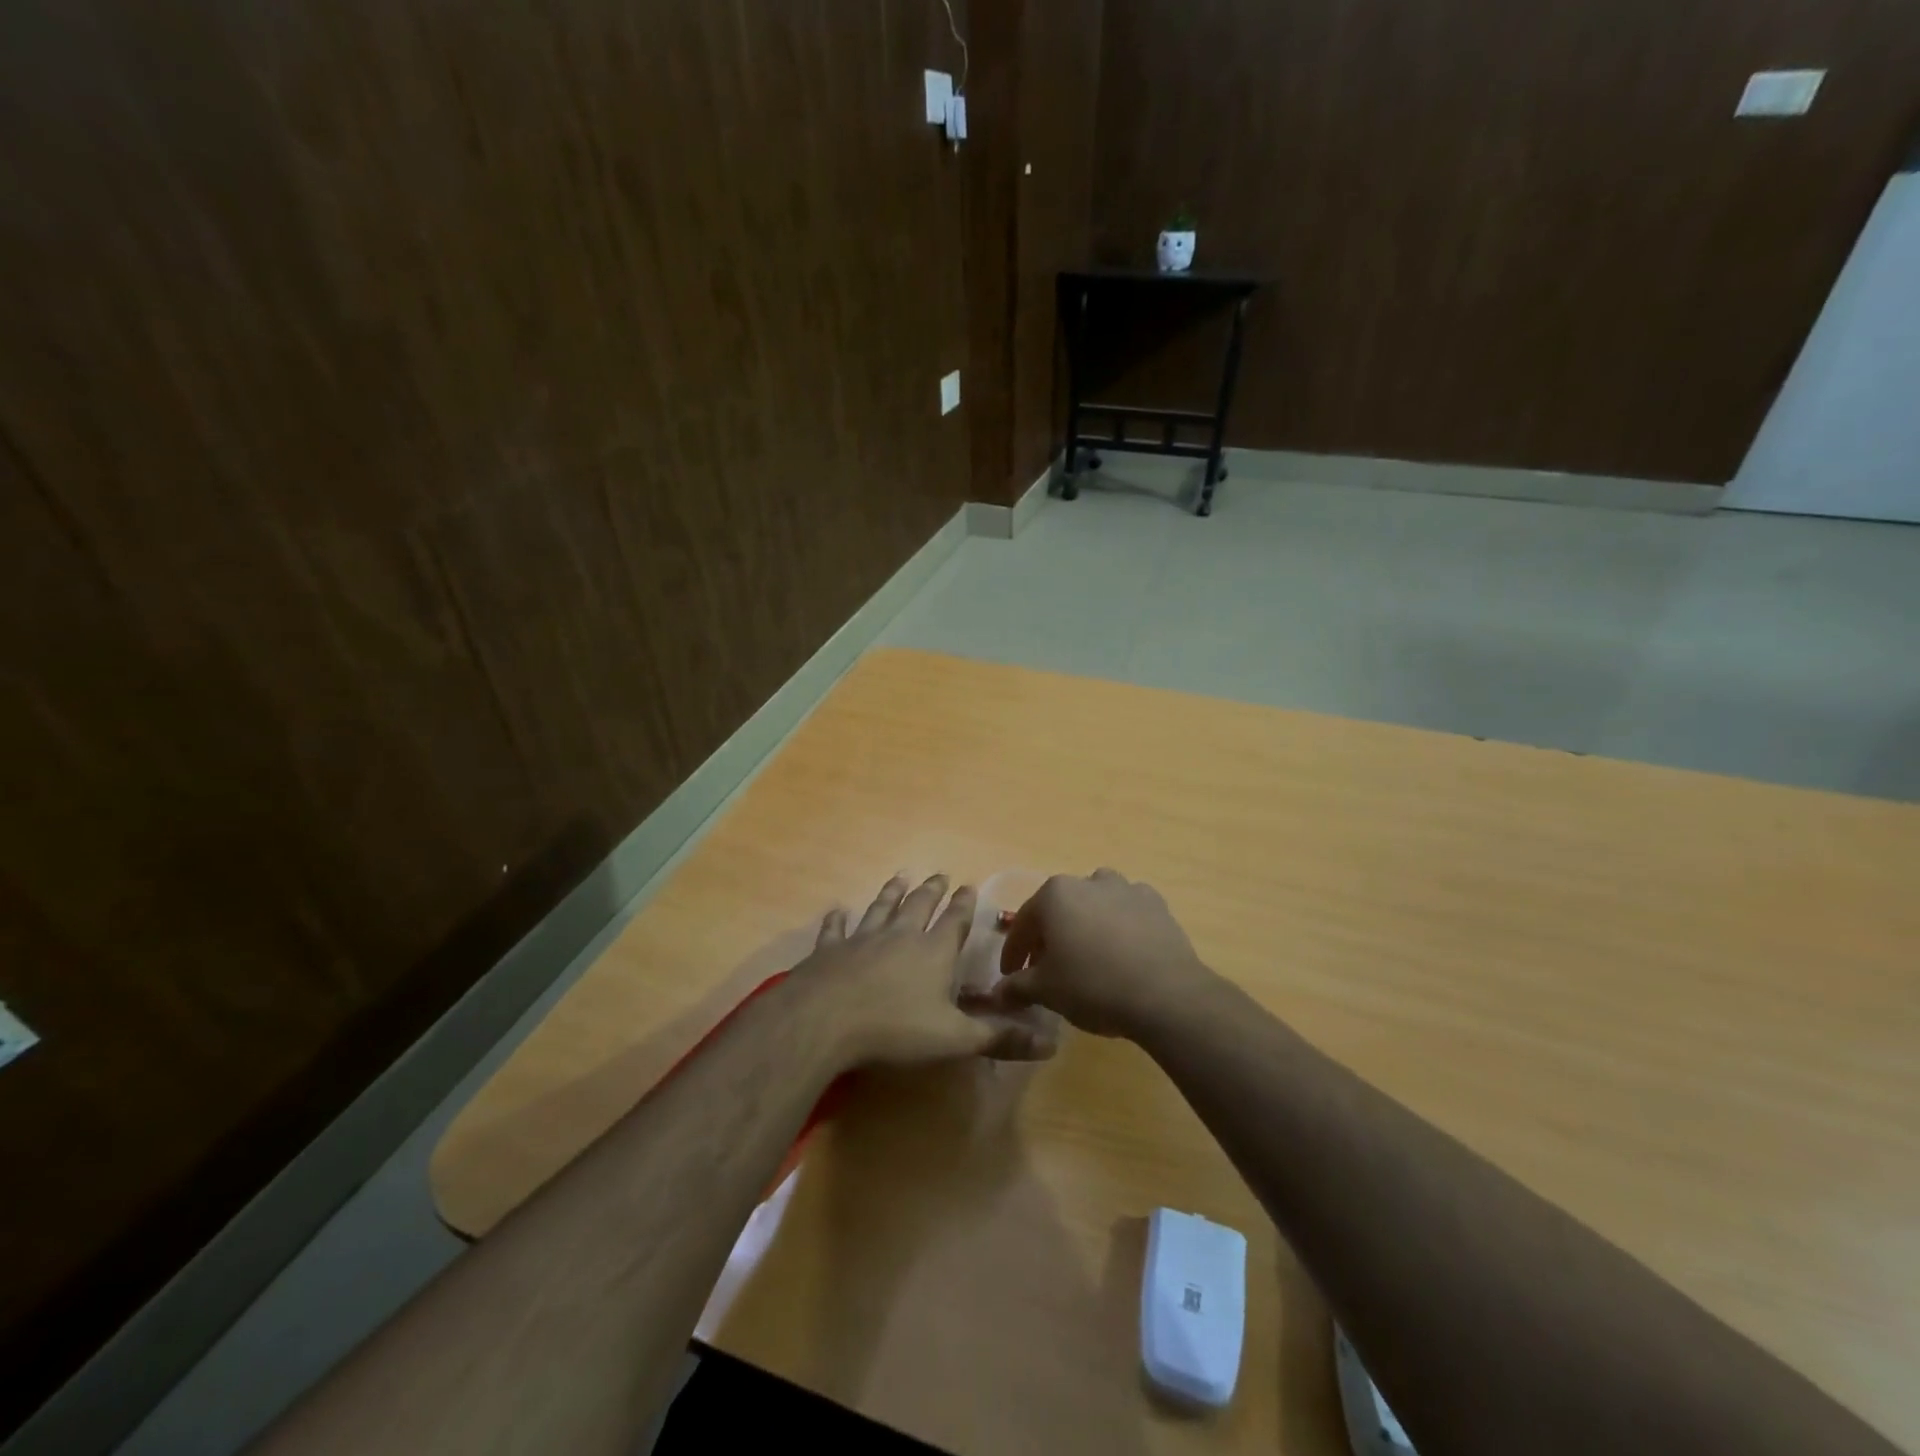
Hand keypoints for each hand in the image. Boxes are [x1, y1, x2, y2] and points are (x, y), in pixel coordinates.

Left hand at [793, 873, 1048, 1067]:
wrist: (825, 1021)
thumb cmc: (895, 1029)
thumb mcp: (955, 1039)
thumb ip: (999, 1037)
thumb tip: (1051, 1042)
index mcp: (933, 952)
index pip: (954, 921)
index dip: (963, 904)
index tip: (969, 885)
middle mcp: (900, 936)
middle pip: (919, 906)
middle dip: (931, 890)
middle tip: (939, 875)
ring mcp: (862, 939)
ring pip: (881, 908)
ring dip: (891, 892)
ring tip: (900, 876)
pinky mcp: (830, 951)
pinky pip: (835, 930)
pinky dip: (837, 920)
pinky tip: (836, 910)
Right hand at [973, 869, 1214, 1040]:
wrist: (1165, 994)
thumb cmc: (1093, 986)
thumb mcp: (1046, 991)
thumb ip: (1016, 987)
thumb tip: (997, 993)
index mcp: (1054, 895)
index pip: (1023, 924)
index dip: (1013, 953)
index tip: (1011, 975)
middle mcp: (1088, 881)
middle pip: (1058, 909)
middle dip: (1049, 937)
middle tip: (1046, 969)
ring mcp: (1125, 889)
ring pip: (1094, 903)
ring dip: (1086, 923)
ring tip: (1088, 954)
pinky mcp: (1156, 904)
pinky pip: (1128, 911)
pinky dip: (1120, 925)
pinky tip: (1122, 950)